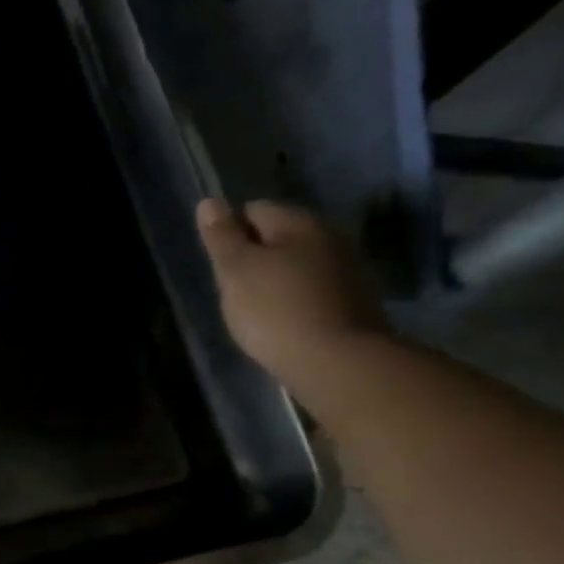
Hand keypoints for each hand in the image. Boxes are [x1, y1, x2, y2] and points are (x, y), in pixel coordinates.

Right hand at [195, 197, 390, 401]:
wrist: (336, 362)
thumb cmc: (275, 310)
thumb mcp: (236, 270)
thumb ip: (222, 236)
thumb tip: (210, 201)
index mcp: (298, 222)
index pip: (253, 210)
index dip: (230, 233)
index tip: (219, 265)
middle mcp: (328, 236)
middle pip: (279, 236)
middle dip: (255, 256)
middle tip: (234, 290)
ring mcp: (346, 268)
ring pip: (297, 263)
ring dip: (276, 278)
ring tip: (256, 310)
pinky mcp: (354, 301)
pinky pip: (313, 289)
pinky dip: (294, 299)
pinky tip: (283, 323)